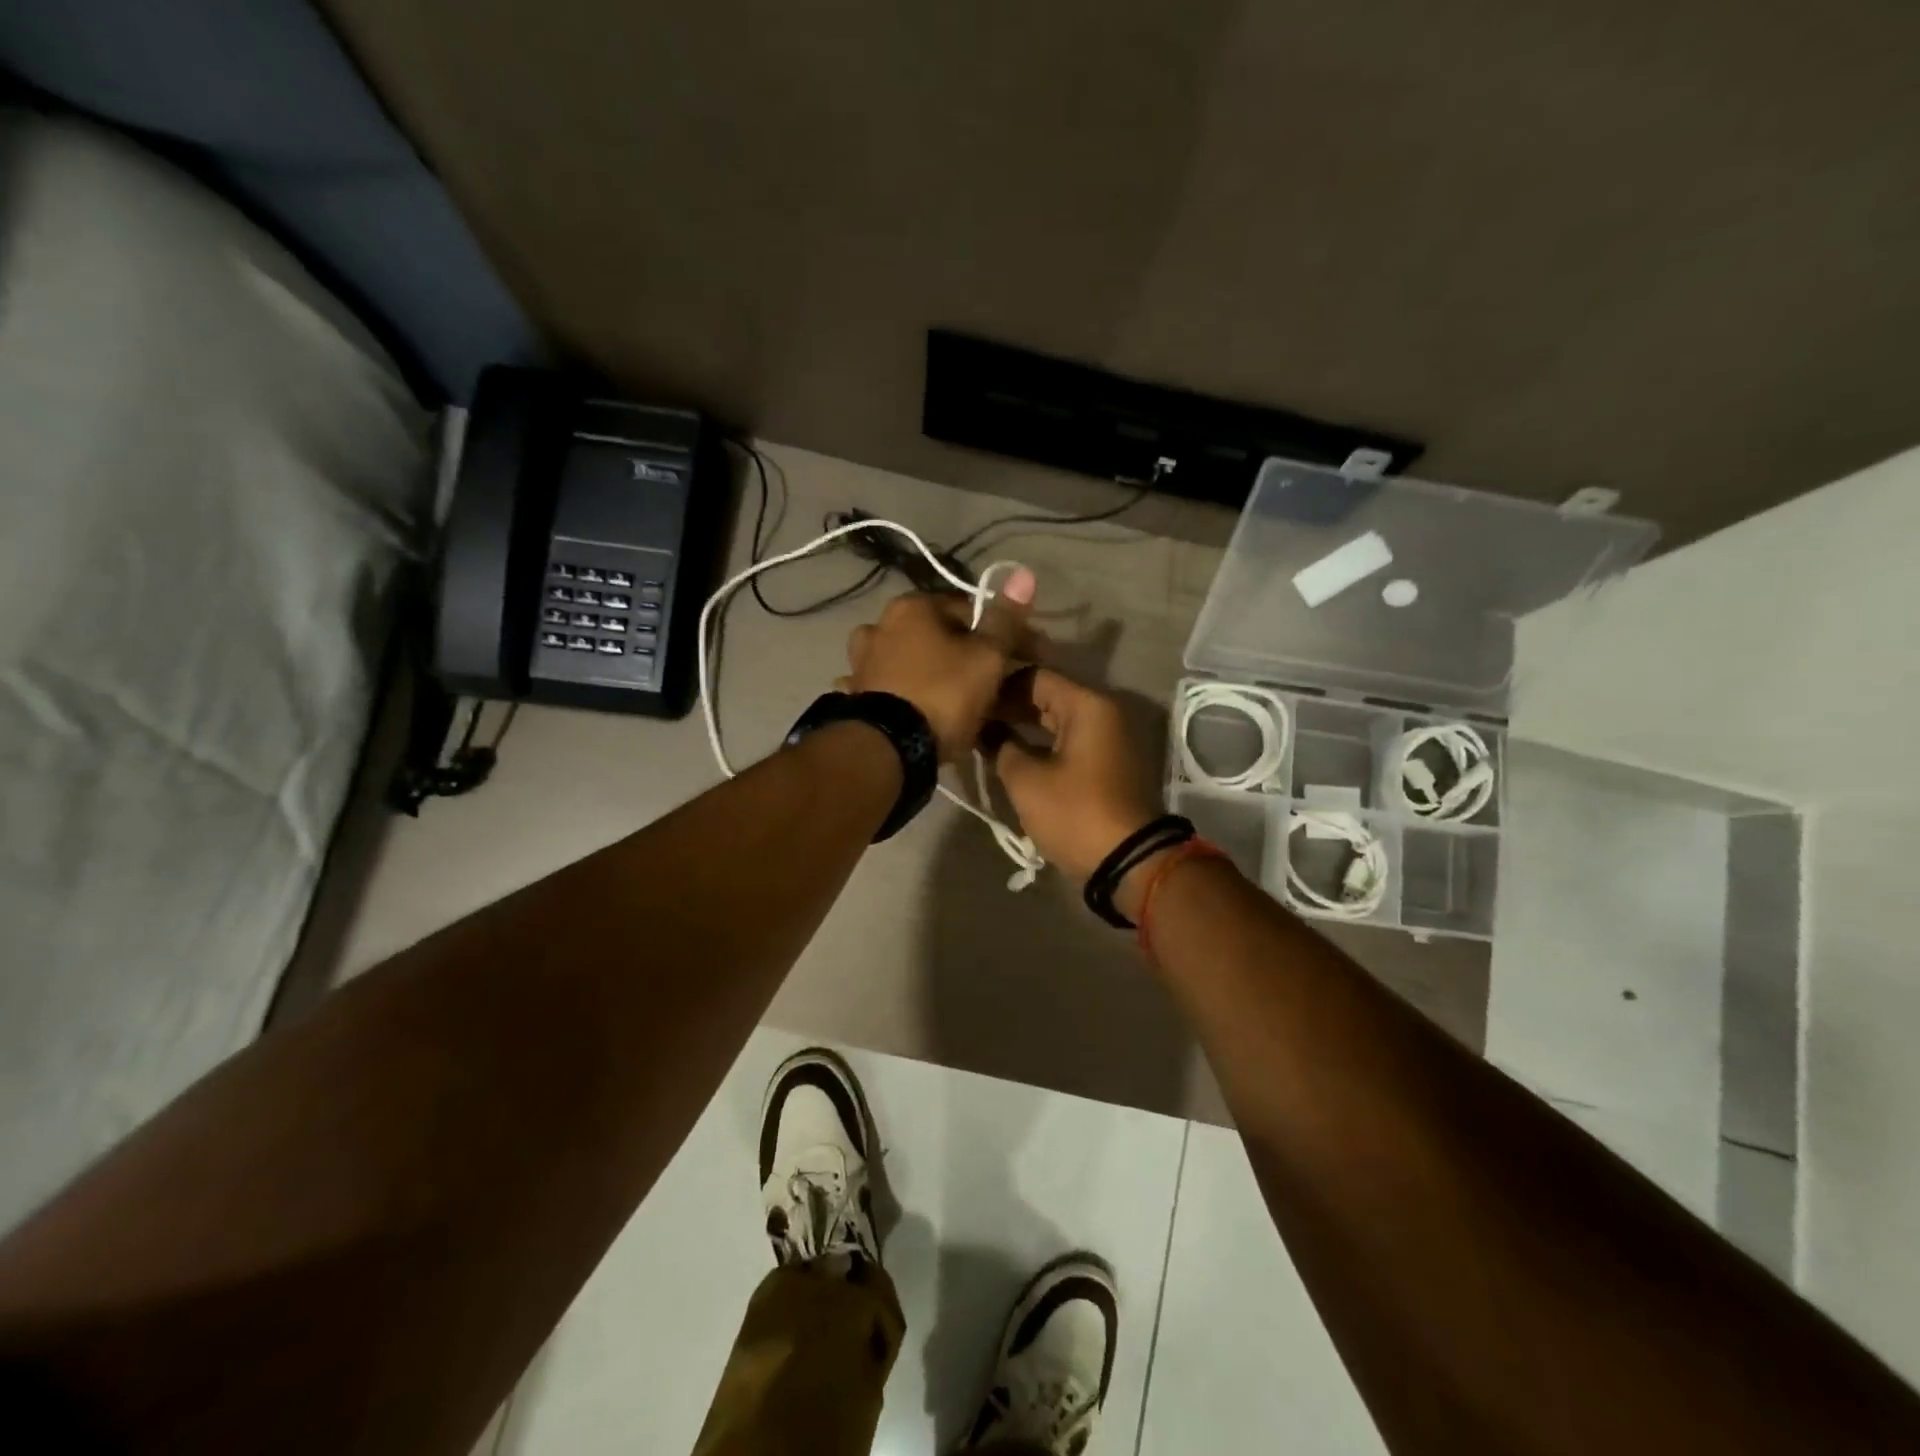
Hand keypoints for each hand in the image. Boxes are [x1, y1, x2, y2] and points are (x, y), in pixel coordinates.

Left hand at [842, 569, 1035, 761]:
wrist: (889, 747)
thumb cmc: (944, 694)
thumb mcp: (987, 657)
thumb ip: (1004, 620)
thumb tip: (1023, 574)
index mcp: (913, 606)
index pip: (969, 610)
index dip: (998, 635)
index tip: (1016, 660)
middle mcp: (879, 623)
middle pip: (935, 634)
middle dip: (959, 653)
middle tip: (985, 685)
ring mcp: (861, 659)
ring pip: (908, 659)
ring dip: (925, 671)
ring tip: (949, 701)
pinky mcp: (854, 693)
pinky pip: (889, 686)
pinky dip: (902, 692)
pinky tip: (913, 709)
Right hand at [990, 668, 1163, 885]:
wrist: (1128, 863)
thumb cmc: (1074, 813)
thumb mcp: (1026, 780)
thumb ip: (1001, 746)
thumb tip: (987, 732)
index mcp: (1088, 706)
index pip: (1035, 677)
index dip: (998, 686)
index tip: (968, 700)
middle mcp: (1103, 713)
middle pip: (1048, 697)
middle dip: (1009, 707)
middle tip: (972, 720)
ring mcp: (1109, 739)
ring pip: (1058, 722)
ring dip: (1024, 728)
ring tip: (985, 738)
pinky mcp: (1107, 764)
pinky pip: (1069, 742)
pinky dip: (1043, 745)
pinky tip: (1012, 756)